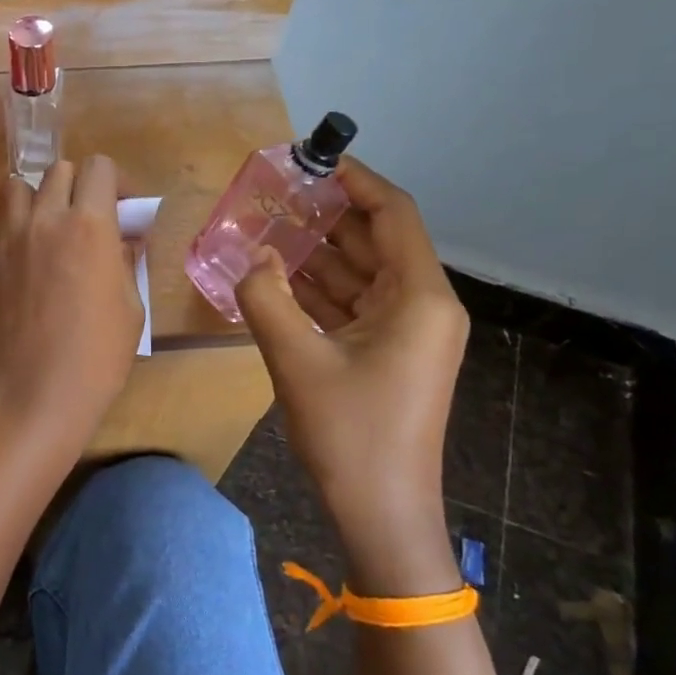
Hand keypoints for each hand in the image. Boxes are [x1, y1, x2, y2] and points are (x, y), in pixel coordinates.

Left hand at [0, 158, 143, 445]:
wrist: (35, 392)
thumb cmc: (96, 355)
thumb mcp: (131, 306)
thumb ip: (125, 259)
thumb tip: (122, 239)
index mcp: (89, 226)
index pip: (100, 168)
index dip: (116, 182)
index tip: (122, 208)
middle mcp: (45, 218)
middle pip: (59, 170)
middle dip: (79, 186)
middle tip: (87, 219)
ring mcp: (7, 236)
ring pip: (18, 185)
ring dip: (38, 196)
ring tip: (47, 226)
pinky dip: (11, 221)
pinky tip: (22, 250)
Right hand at [234, 159, 468, 591]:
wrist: (382, 514)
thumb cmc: (349, 435)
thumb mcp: (296, 361)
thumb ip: (266, 297)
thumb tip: (253, 255)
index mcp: (419, 299)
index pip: (393, 215)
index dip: (355, 181)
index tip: (312, 159)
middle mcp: (422, 306)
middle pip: (376, 240)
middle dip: (327, 216)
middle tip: (275, 194)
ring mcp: (407, 332)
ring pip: (362, 273)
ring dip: (318, 252)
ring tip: (266, 228)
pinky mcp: (388, 354)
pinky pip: (354, 304)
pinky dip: (319, 288)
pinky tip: (277, 276)